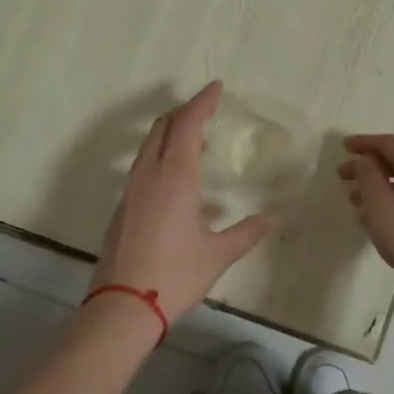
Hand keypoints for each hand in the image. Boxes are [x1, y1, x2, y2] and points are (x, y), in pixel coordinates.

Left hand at [90, 83, 275, 322]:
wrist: (123, 306)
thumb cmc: (175, 274)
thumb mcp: (218, 254)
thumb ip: (246, 233)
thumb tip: (271, 219)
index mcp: (174, 177)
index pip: (186, 125)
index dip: (202, 102)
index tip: (216, 87)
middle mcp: (148, 175)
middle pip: (162, 128)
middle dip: (184, 113)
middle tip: (206, 110)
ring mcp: (130, 191)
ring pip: (148, 147)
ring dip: (170, 134)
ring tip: (195, 141)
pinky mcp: (122, 208)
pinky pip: (142, 167)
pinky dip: (160, 157)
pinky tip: (177, 179)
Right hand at [337, 134, 393, 287]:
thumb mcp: (379, 203)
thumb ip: (367, 174)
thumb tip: (364, 160)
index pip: (390, 143)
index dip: (365, 143)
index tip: (344, 147)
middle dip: (370, 167)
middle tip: (344, 177)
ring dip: (380, 186)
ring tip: (356, 201)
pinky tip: (380, 216)